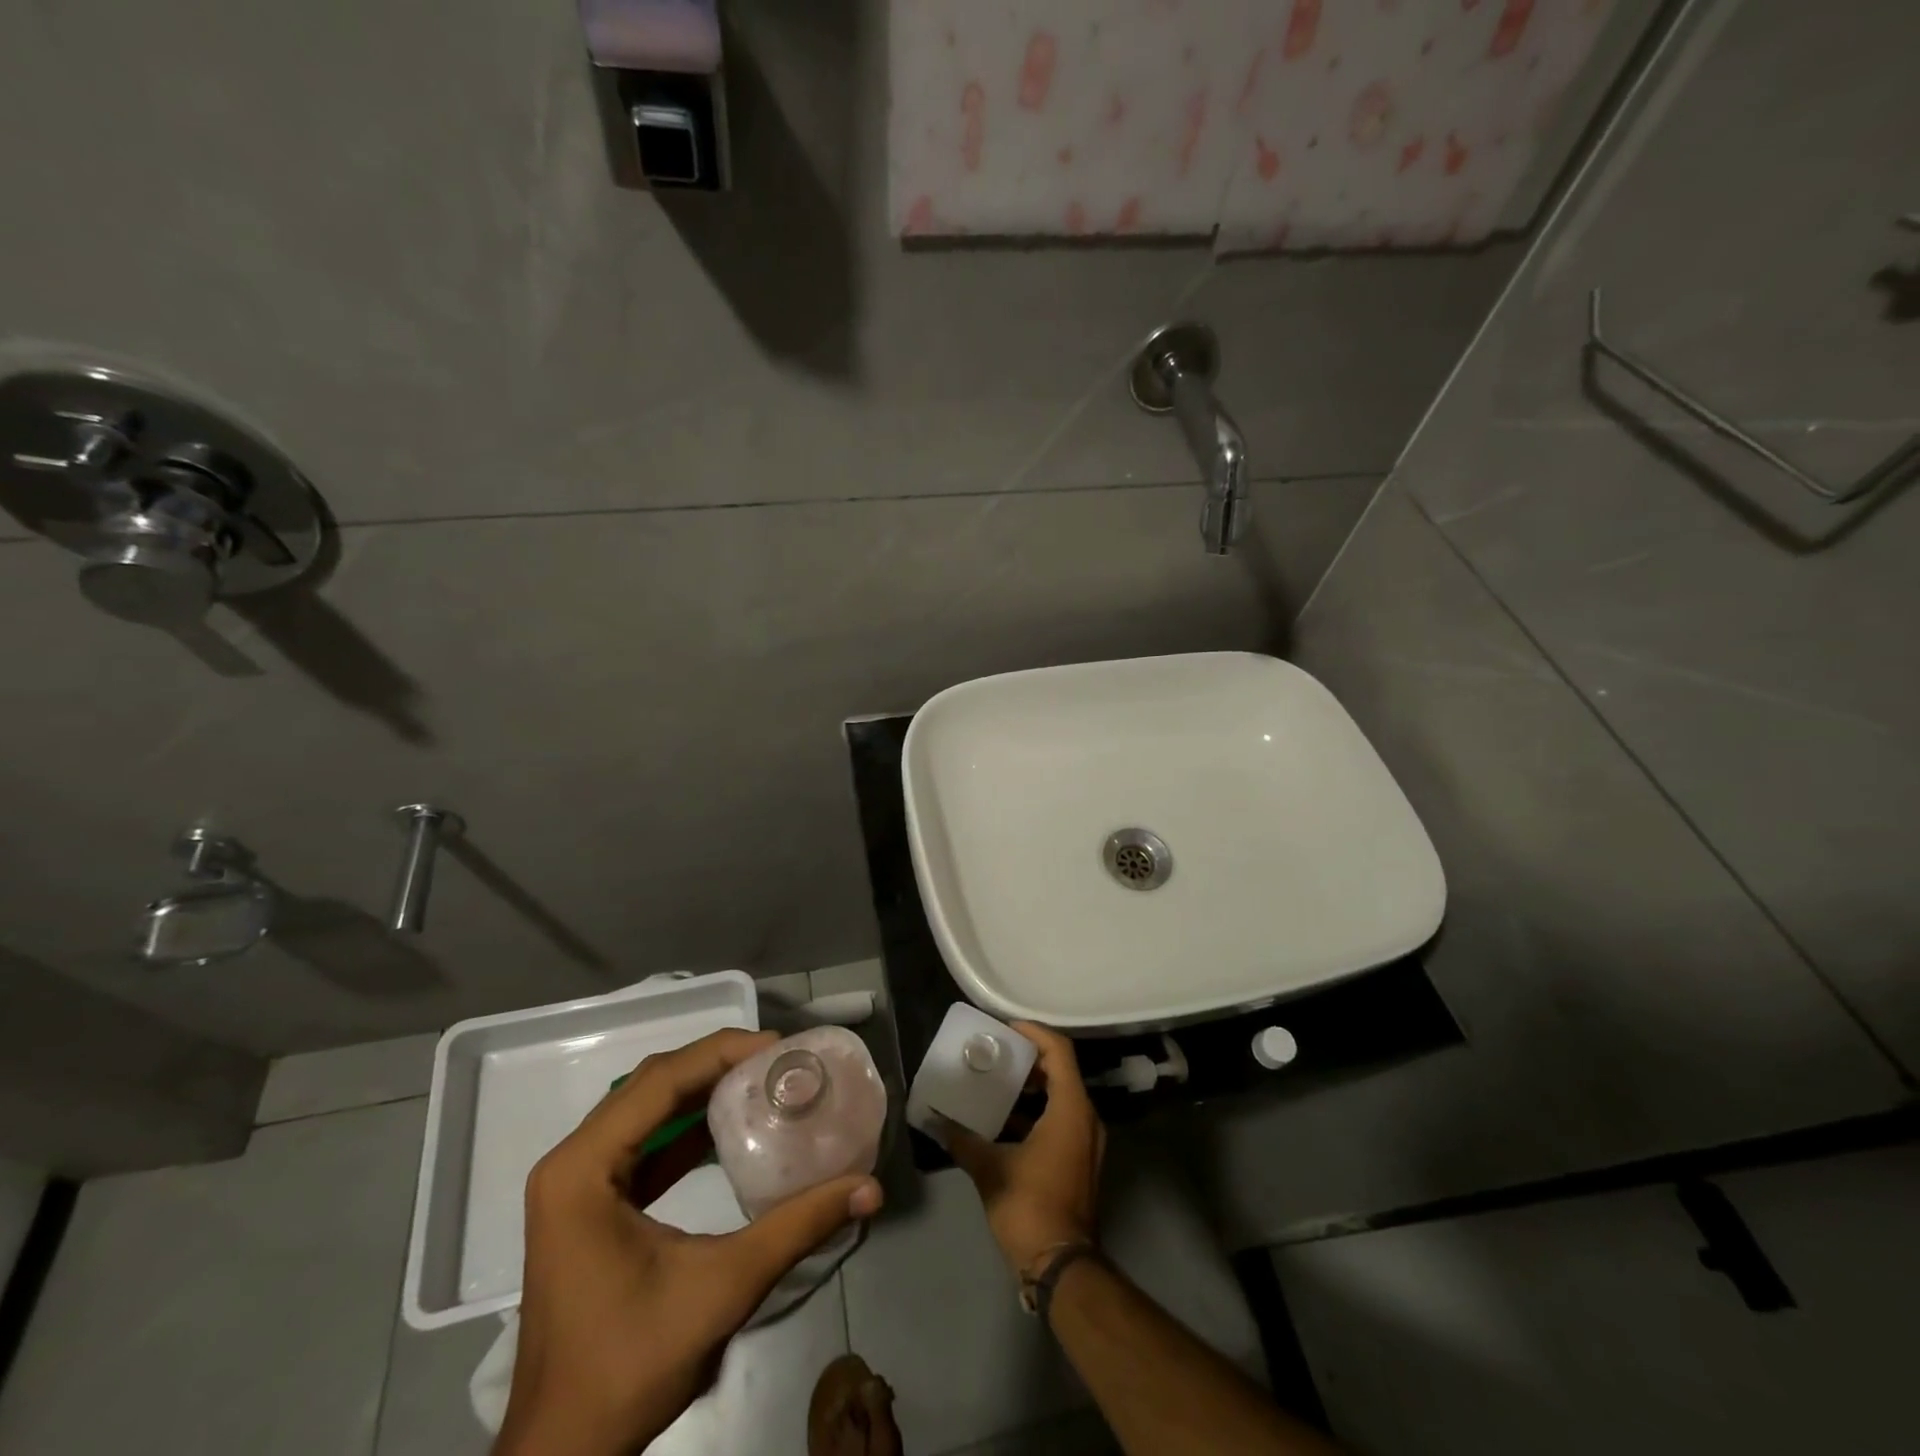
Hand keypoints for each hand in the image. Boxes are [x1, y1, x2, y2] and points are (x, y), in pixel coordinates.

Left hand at [496, 1029, 884, 1455]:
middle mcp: (571, 1162)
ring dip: (704, 1090)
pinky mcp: (589, 1205)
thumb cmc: (629, 1366)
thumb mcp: (722, 1288)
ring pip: (646, 1109)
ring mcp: (576, 1184)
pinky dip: (688, 1127)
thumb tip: (868, 1187)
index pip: (659, 1082)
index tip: (779, 1047)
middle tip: (778, 1059)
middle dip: (717, 1063)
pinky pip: (643, 1142)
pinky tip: (731, 1125)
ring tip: (763, 1079)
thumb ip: (797, 1228)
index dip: (721, 1053)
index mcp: (583, 1169)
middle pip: (651, 1085)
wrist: (563, 1455)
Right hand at [948, 1022, 1104, 1275]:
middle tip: (997, 1052)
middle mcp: (1086, 1119)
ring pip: (1062, 1096)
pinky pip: (1062, 1119)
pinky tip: (1006, 1120)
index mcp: (1071, 1110)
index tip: (1005, 1028)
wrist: (1061, 1266)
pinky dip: (1038, 1111)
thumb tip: (935, 1120)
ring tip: (997, 1081)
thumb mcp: (990, 1169)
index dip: (1034, 1033)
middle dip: (1030, 1058)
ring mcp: (1087, 1142)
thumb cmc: (1029, 1207)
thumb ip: (962, 1139)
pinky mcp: (1080, 1160)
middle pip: (1062, 1071)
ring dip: (1033, 1086)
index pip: (1059, 1052)